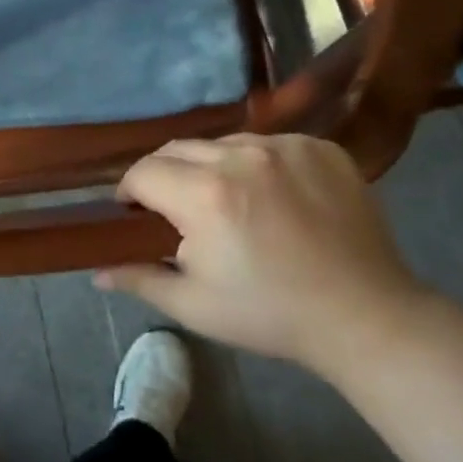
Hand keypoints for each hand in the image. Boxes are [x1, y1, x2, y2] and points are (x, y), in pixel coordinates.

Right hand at [98, 134, 432, 384]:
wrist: (366, 317)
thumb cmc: (271, 315)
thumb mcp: (194, 305)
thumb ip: (140, 278)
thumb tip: (96, 271)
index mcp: (205, 195)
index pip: (143, 172)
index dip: (130, 192)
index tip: (135, 213)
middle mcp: (242, 156)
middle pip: (178, 149)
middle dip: (165, 175)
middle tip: (176, 209)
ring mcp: (286, 147)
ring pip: (223, 144)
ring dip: (211, 167)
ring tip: (228, 203)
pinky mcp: (321, 147)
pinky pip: (269, 144)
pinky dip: (258, 164)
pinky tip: (273, 197)